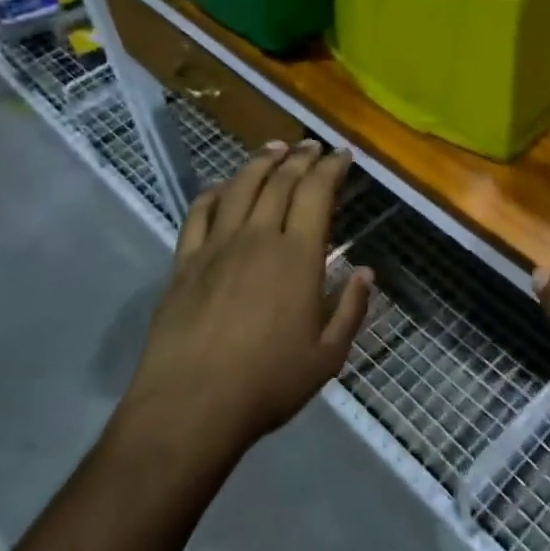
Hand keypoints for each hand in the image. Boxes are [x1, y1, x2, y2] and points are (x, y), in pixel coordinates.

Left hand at [122, 139, 374, 459]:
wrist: (192, 404)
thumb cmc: (268, 383)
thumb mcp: (328, 356)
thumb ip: (351, 309)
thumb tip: (365, 272)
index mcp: (297, 256)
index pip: (316, 193)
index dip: (332, 167)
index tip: (343, 154)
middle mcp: (258, 237)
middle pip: (280, 181)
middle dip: (300, 157)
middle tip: (313, 146)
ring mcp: (216, 246)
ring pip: (240, 187)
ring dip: (260, 162)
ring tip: (274, 147)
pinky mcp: (184, 262)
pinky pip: (199, 212)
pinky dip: (214, 191)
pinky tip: (222, 185)